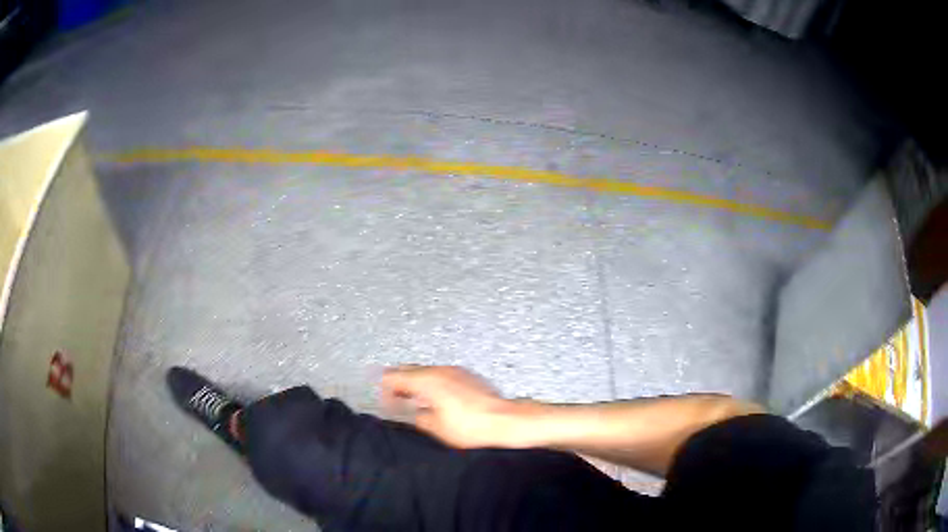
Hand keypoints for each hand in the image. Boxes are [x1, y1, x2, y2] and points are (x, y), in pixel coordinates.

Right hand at [381, 365, 518, 448]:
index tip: (387, 404)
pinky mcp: (468, 376)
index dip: (385, 390)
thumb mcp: (435, 428)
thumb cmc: (470, 426)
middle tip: (398, 402)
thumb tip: (413, 414)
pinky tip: (439, 402)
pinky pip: (442, 376)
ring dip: (417, 385)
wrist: (504, 421)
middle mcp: (439, 370)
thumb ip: (417, 417)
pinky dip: (434, 385)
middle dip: (400, 385)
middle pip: (408, 370)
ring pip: (427, 372)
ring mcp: (455, 371)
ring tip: (418, 404)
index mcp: (426, 380)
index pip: (393, 376)